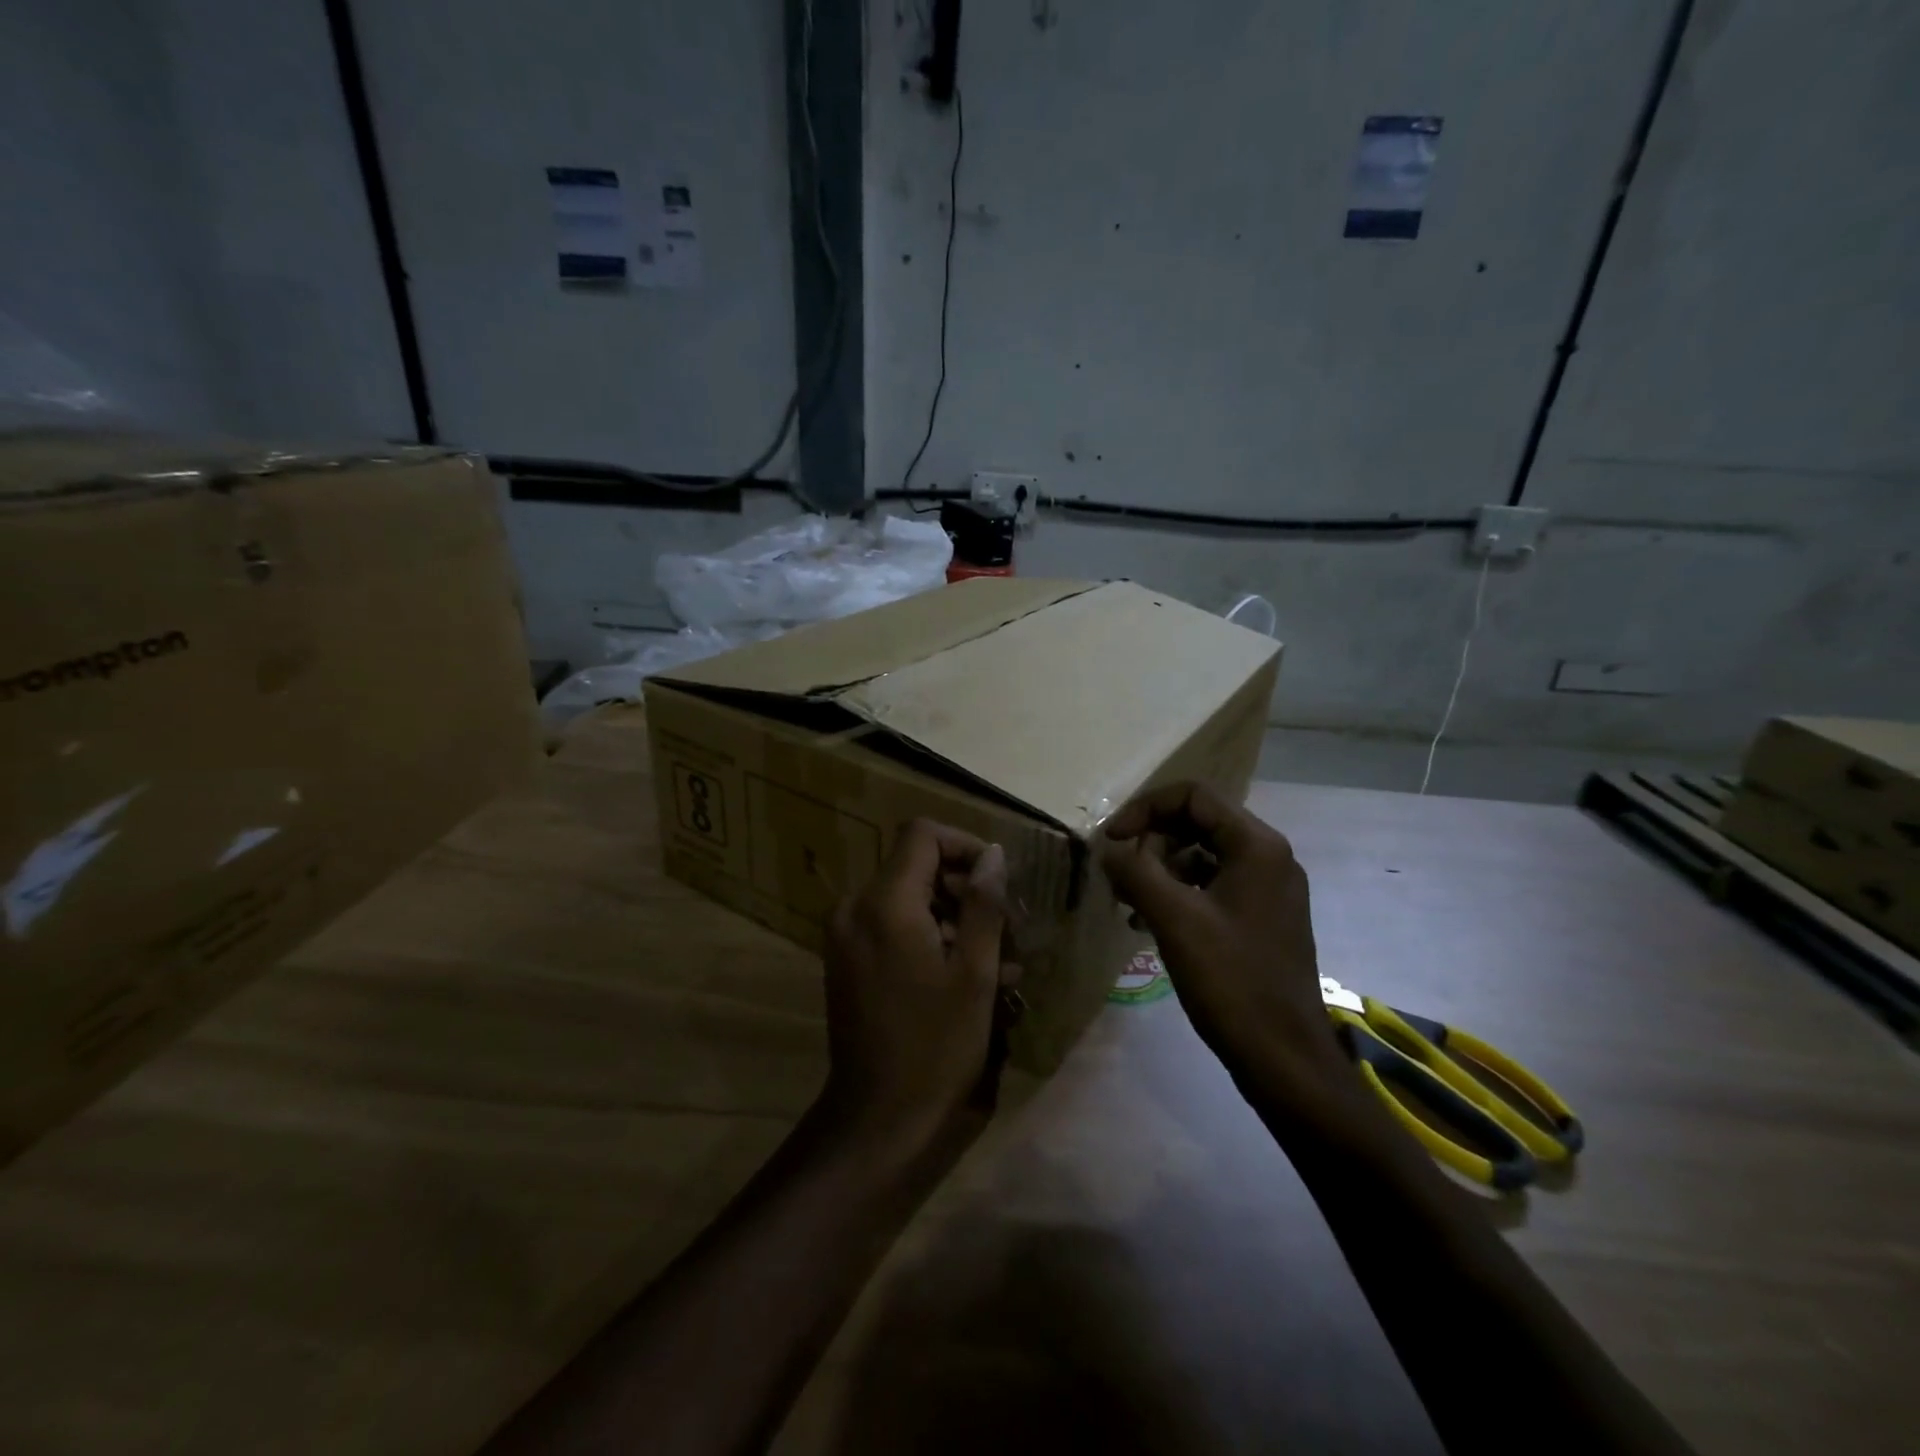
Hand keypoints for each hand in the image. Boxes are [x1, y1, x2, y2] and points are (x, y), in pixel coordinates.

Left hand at [820, 819, 1019, 1157]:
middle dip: (965, 889)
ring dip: (954, 919)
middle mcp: (855, 907)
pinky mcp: (846, 959)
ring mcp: (845, 935)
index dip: (964, 845)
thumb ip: (983, 903)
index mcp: (884, 902)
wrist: (879, 1118)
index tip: (998, 880)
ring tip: (1002, 961)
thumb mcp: (974, 972)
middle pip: (915, 866)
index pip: (922, 835)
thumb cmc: (936, 1044)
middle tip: (1010, 928)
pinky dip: (928, 937)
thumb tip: (992, 854)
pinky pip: (891, 926)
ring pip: (907, 898)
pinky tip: (966, 975)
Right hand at [1101, 783, 1341, 1091]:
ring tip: (1128, 904)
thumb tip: (1108, 848)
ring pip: (1202, 856)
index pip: (1193, 796)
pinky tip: (1148, 924)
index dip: (1145, 809)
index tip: (1112, 840)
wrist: (1283, 1057)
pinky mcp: (1262, 918)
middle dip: (1151, 843)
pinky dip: (1178, 894)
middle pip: (1198, 823)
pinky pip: (1212, 886)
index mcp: (1256, 846)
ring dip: (1160, 870)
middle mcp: (1268, 857)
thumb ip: (1135, 872)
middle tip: (1120, 878)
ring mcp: (1268, 889)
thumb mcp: (1173, 919)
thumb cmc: (1230, 980)